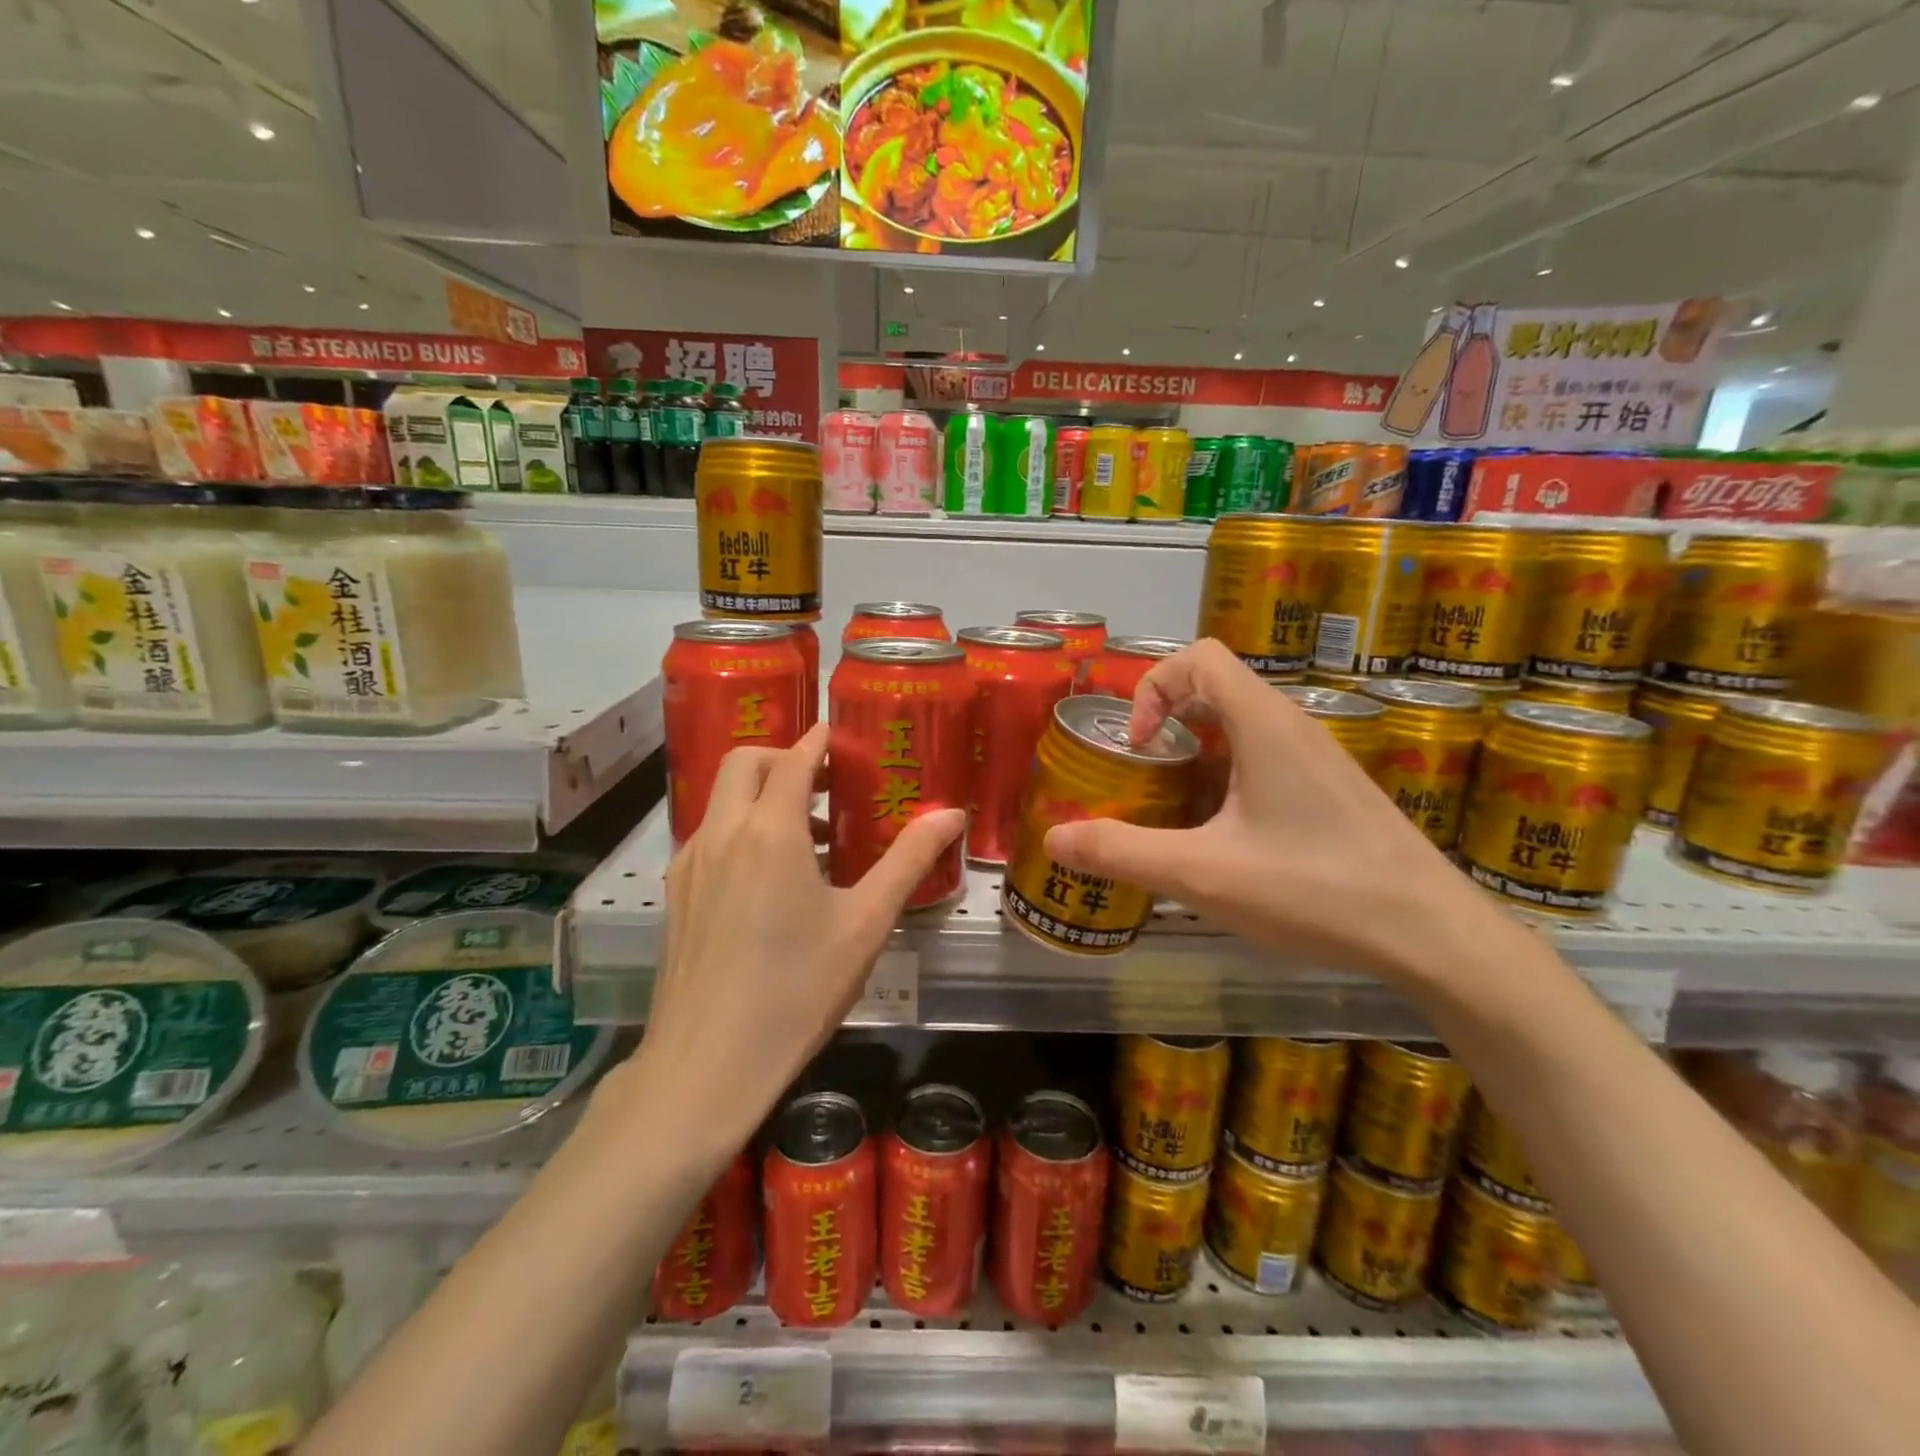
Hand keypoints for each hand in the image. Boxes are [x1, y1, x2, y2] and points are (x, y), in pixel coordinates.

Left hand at [632, 722, 964, 1153]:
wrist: (706, 1066)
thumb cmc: (797, 990)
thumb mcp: (865, 924)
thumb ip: (909, 860)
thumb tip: (952, 814)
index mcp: (769, 830)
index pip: (793, 758)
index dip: (818, 740)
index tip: (840, 736)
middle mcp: (721, 833)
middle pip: (743, 762)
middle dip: (782, 757)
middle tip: (825, 782)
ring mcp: (689, 863)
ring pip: (722, 799)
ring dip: (761, 795)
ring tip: (808, 836)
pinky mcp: (675, 895)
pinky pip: (710, 836)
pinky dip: (741, 829)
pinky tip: (771, 880)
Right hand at [1044, 640, 1500, 984]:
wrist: (1433, 935)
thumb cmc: (1315, 890)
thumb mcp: (1203, 873)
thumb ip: (1123, 852)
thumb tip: (1055, 839)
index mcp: (1263, 724)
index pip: (1199, 657)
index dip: (1153, 688)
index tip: (1139, 747)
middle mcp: (1293, 728)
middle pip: (1217, 688)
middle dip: (1168, 723)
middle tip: (1144, 778)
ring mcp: (1320, 760)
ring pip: (1242, 728)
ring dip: (1198, 756)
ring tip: (1176, 812)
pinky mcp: (1334, 792)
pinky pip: (1267, 761)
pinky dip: (1230, 780)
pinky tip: (1226, 841)